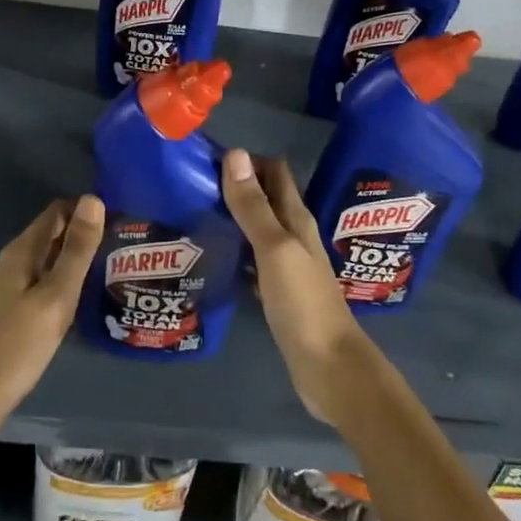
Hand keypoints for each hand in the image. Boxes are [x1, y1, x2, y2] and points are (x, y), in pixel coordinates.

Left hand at [0, 195, 105, 465]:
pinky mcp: (2, 310)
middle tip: (117, 245)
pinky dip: (57, 280)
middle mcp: (7, 262)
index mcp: (19, 253)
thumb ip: (77, 250)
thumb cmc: (19, 345)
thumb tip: (93, 198)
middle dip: (80, 234)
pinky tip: (74, 299)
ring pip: (42, 260)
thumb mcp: (57, 296)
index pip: (55, 212)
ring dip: (70, 259)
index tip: (117, 219)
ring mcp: (1, 288)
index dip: (85, 210)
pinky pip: (35, 282)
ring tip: (104, 269)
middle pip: (48, 235)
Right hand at [219, 149, 372, 425]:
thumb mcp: (274, 249)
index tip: (207, 159)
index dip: (245, 160)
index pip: (274, 172)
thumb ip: (253, 206)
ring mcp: (287, 265)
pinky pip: (253, 260)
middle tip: (192, 186)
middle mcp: (294, 235)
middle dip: (235, 186)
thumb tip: (235, 154)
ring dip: (233, 218)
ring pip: (258, 229)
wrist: (328, 367)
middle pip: (265, 198)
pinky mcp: (279, 291)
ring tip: (194, 215)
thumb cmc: (303, 303)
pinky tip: (213, 256)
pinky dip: (235, 250)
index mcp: (296, 219)